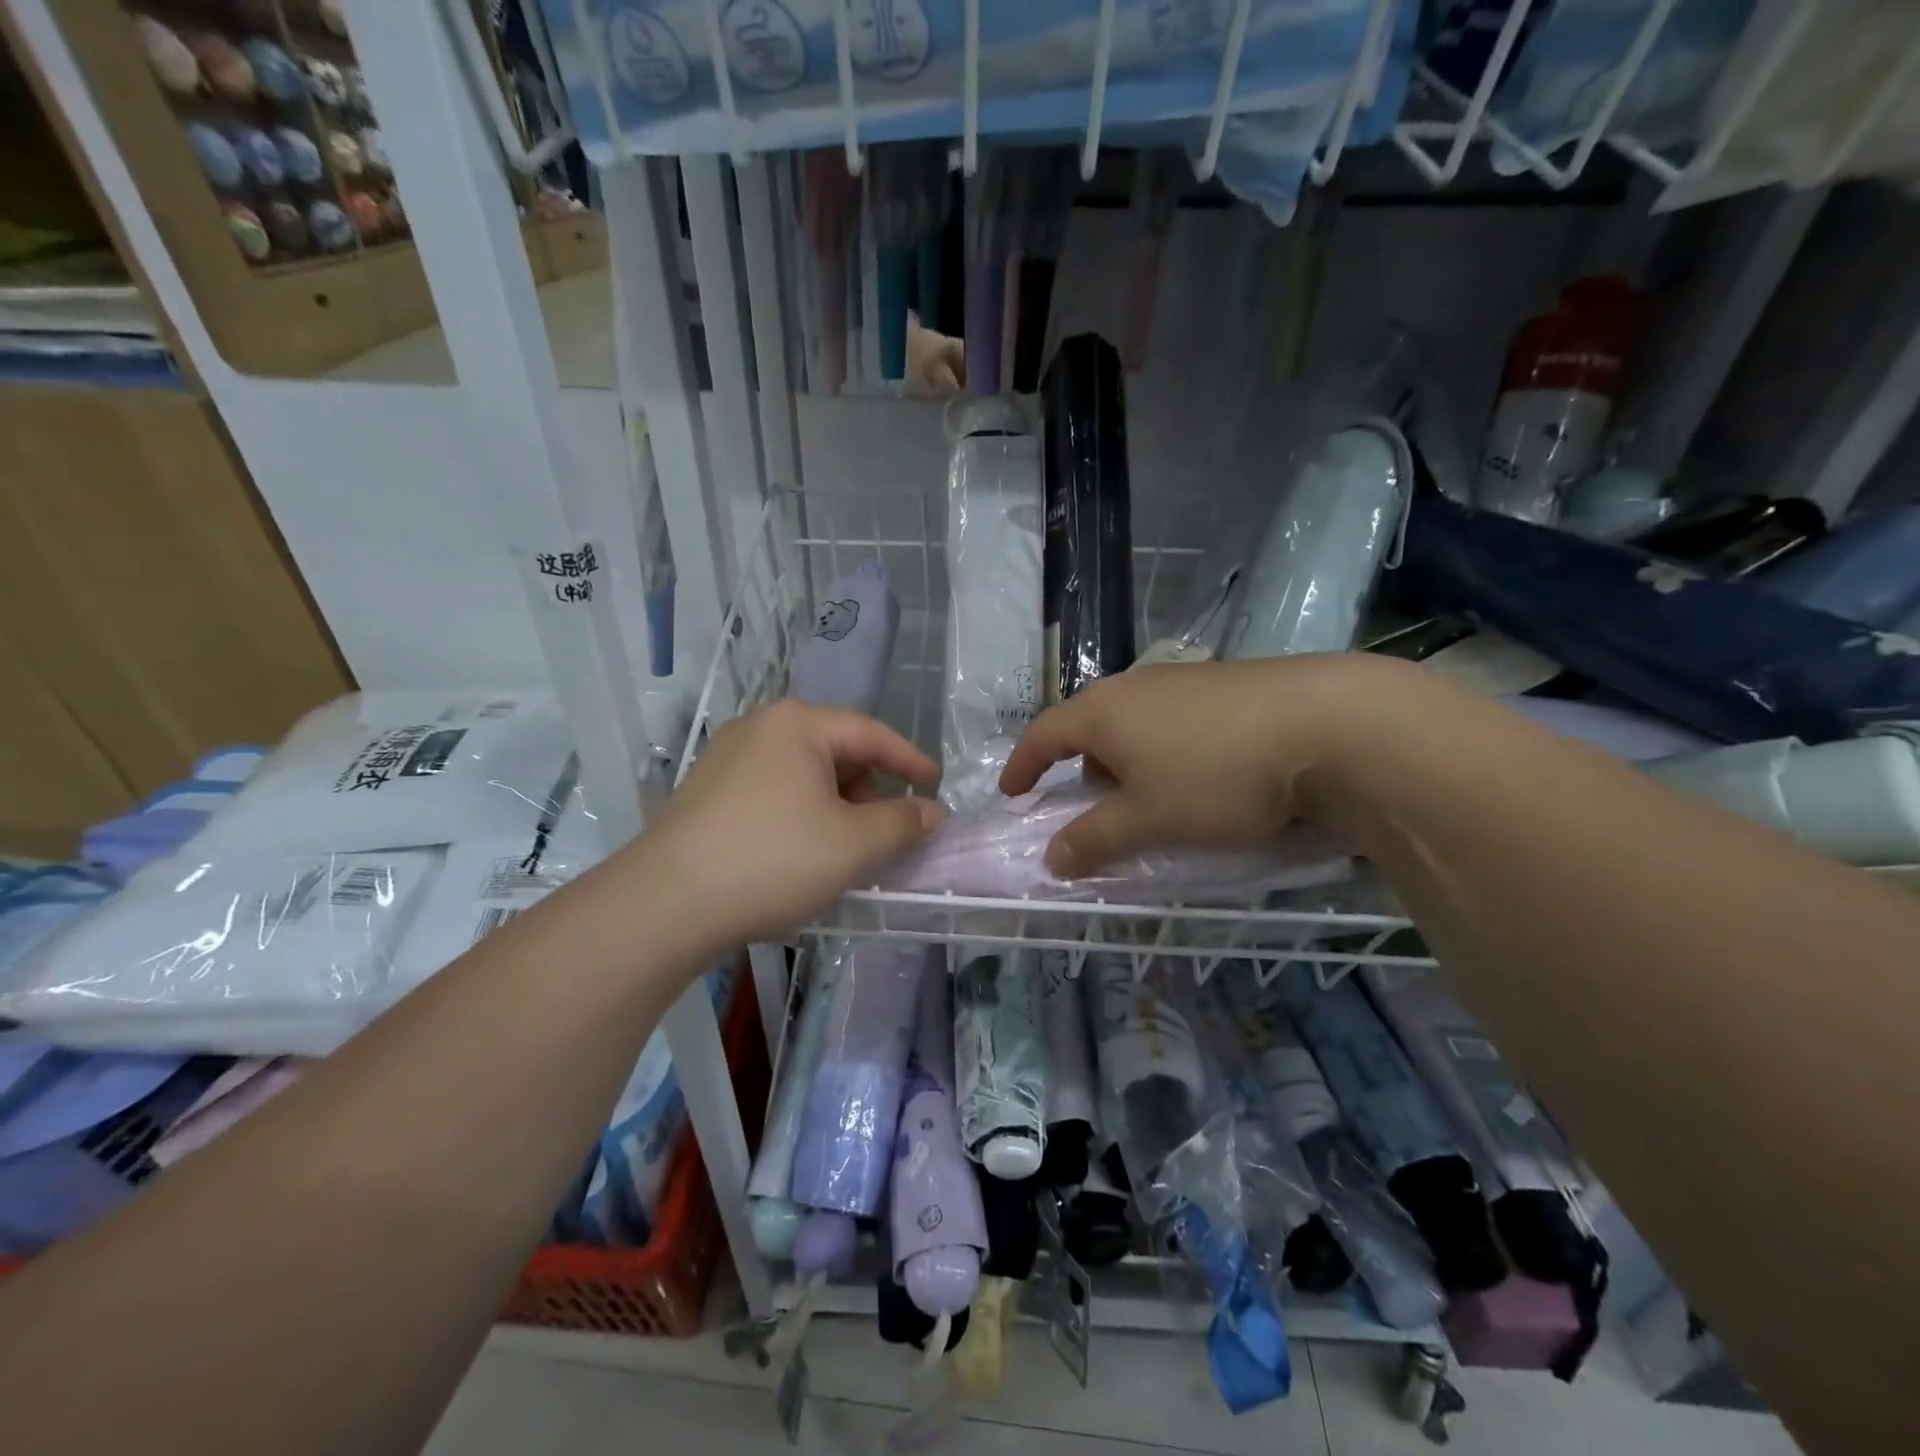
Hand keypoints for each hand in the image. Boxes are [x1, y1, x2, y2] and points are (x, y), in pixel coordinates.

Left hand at [651, 700, 943, 943]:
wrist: (666, 904)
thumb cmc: (773, 860)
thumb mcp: (853, 844)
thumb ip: (902, 822)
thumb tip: (931, 812)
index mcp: (797, 724)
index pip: (871, 733)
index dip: (911, 760)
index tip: (937, 786)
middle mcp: (759, 728)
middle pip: (835, 750)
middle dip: (870, 788)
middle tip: (890, 827)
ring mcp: (725, 758)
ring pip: (802, 773)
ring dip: (836, 804)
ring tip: (848, 846)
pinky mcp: (706, 792)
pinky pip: (773, 791)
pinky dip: (802, 813)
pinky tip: (804, 851)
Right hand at [999, 655, 1409, 877]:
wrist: (1328, 725)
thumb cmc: (1217, 776)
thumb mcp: (1148, 819)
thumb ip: (1094, 840)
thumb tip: (1051, 859)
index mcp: (1103, 712)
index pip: (1043, 735)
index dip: (1023, 766)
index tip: (1011, 792)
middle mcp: (1135, 685)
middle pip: (1088, 725)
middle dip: (1079, 766)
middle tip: (1087, 803)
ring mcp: (1182, 680)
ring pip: (1133, 721)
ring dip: (1124, 758)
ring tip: (1145, 795)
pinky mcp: (1224, 684)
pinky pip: (1170, 718)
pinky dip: (1162, 748)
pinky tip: (1196, 773)